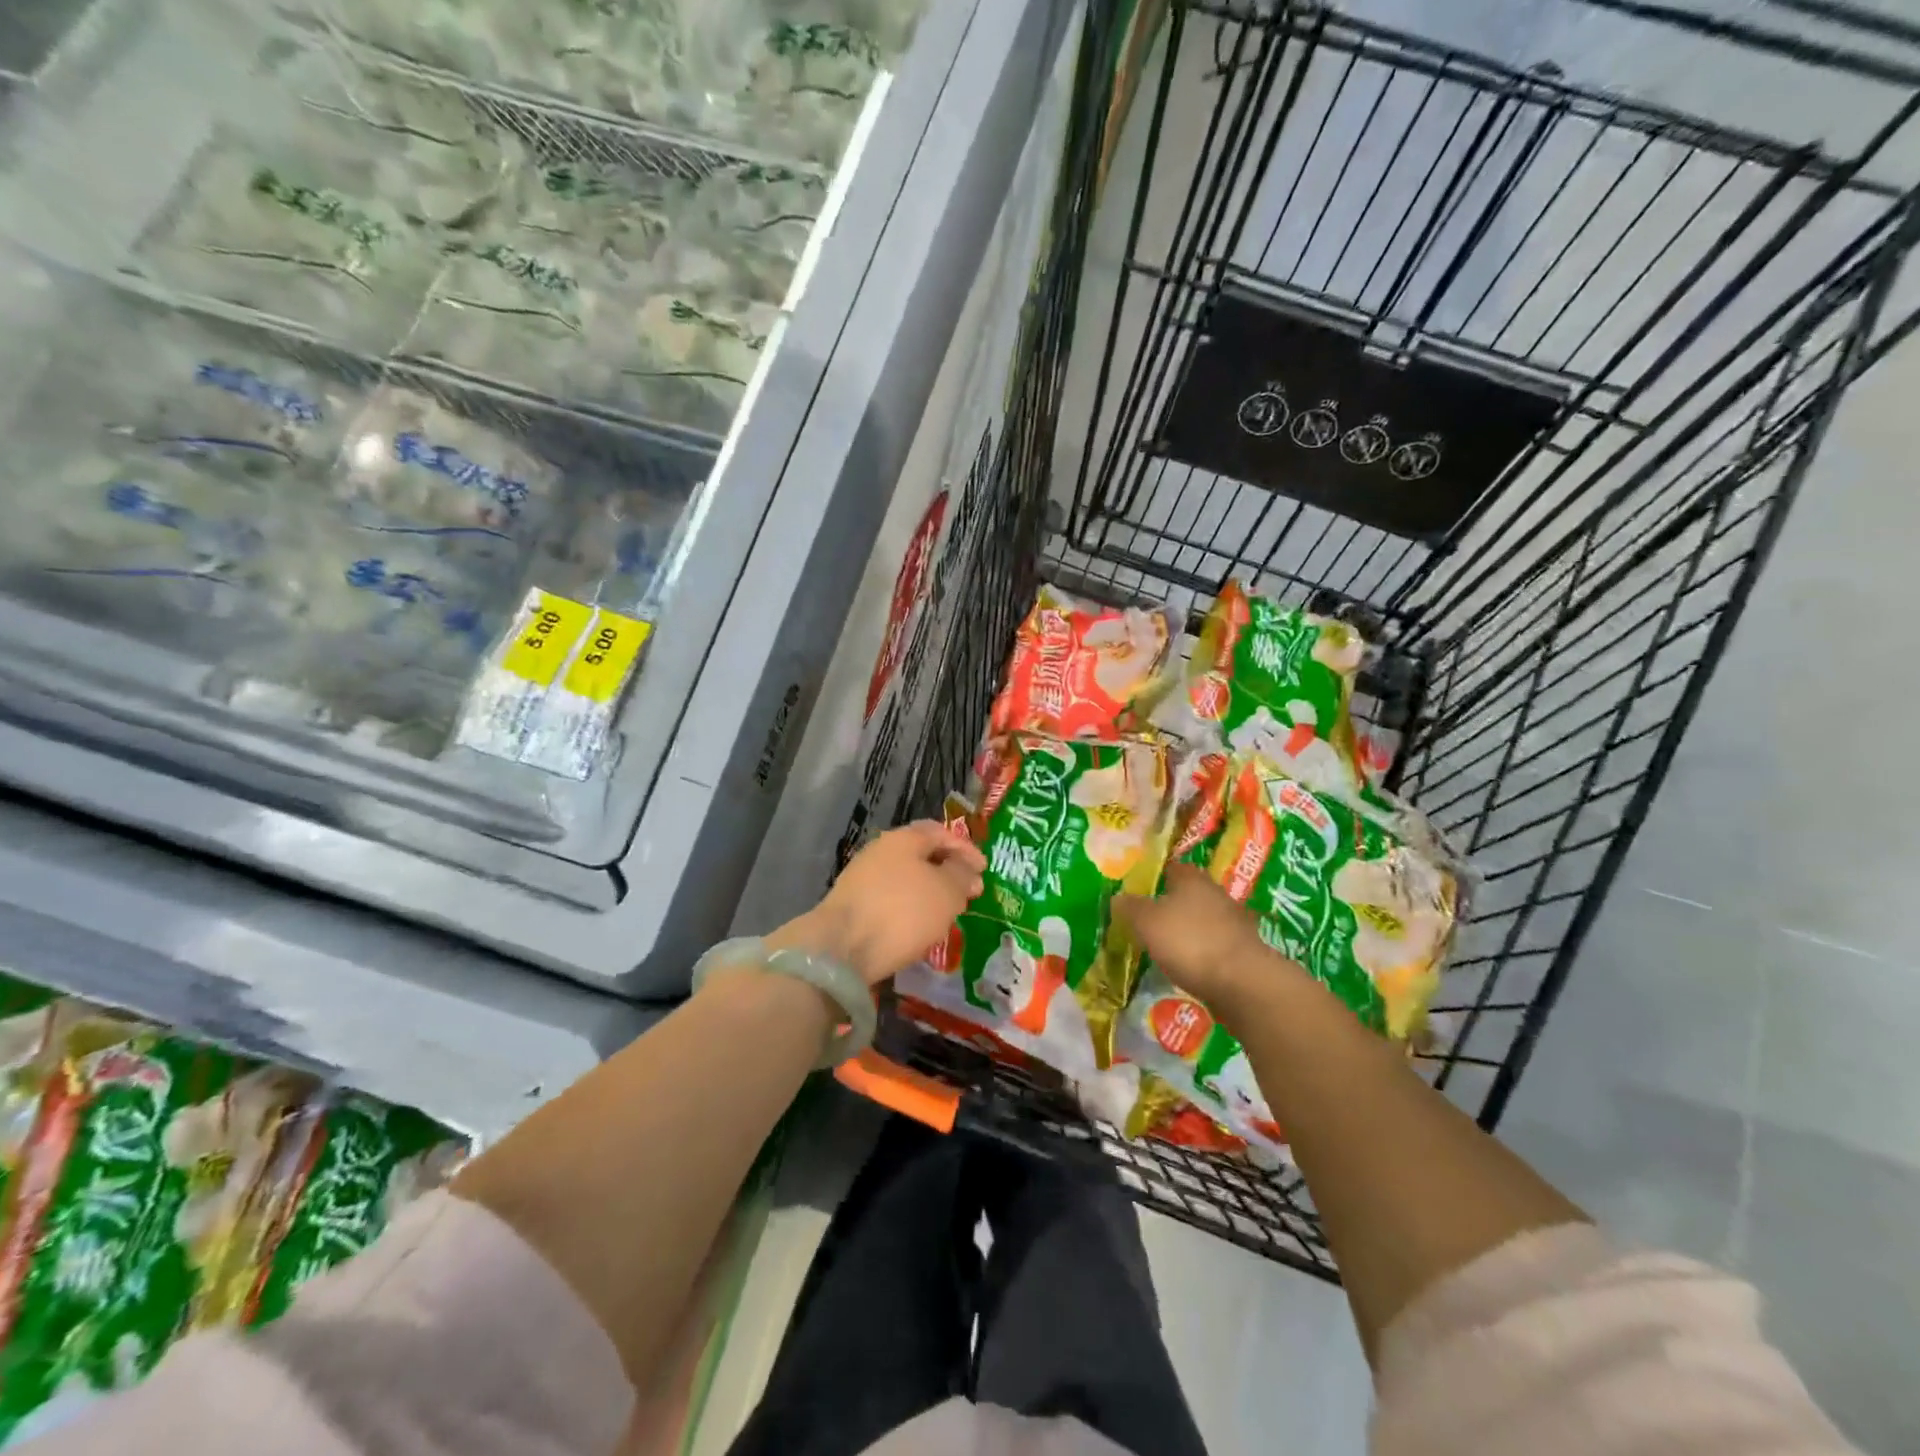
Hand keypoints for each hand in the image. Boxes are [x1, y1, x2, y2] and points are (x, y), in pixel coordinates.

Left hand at [771, 822, 985, 986]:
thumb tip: (966, 870)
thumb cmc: (903, 911)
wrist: (841, 948)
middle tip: (967, 891)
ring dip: (929, 891)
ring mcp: (863, 877)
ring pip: (906, 878)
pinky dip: (910, 907)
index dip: (966, 849)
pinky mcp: (853, 904)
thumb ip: (961, 876)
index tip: (984, 870)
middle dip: (947, 871)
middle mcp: (881, 850)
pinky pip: (891, 899)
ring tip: (946, 912)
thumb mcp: (946, 892)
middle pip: (921, 854)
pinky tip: (918, 927)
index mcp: (904, 838)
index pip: (941, 832)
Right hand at [1115, 862, 1304, 1012]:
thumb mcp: (1146, 922)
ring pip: (1205, 919)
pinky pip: (1217, 945)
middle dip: (1173, 904)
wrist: (1242, 983)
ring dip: (1190, 929)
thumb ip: (1130, 907)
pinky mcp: (1245, 951)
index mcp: (1193, 879)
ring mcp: (1235, 923)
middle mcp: (1217, 893)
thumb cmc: (1189, 941)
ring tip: (1167, 946)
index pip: (1172, 867)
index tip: (1140, 889)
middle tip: (1150, 918)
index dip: (1156, 876)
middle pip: (1190, 893)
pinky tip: (1190, 965)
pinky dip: (1204, 952)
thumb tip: (1118, 897)